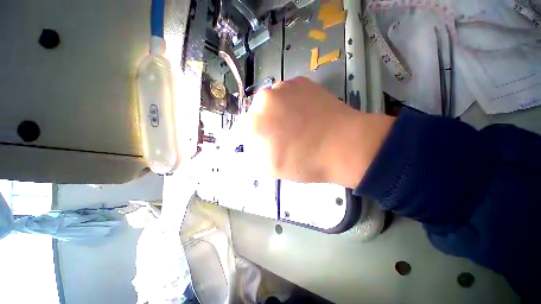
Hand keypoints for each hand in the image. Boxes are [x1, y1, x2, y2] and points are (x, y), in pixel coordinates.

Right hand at [243, 77, 394, 187]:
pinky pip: (289, 94)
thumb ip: (253, 154)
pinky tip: (307, 114)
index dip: (259, 137)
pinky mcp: (301, 81)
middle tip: (285, 134)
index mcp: (255, 122)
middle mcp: (264, 99)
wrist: (344, 145)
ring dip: (280, 111)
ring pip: (274, 101)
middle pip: (259, 113)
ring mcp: (284, 87)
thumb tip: (250, 142)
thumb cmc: (305, 162)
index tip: (271, 142)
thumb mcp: (271, 167)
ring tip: (298, 124)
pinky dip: (293, 102)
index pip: (247, 129)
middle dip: (267, 123)